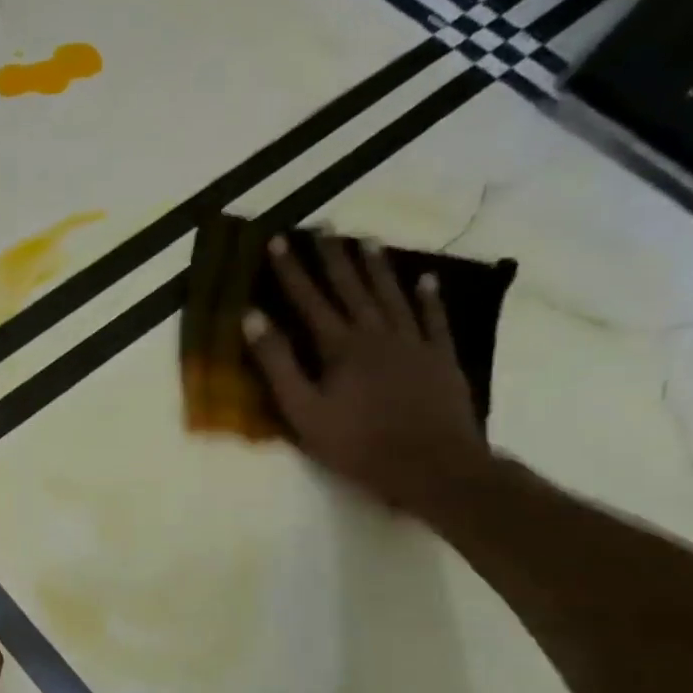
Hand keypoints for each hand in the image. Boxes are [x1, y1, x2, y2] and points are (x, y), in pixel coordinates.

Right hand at [245, 231, 494, 515]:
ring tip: (366, 241)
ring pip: (392, 295)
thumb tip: (252, 318)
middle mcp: (376, 334)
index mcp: (340, 347)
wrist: (431, 465)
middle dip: (334, 257)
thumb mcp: (302, 410)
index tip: (279, 240)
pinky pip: (433, 319)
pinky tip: (424, 279)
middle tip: (325, 228)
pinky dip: (428, 297)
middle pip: (352, 288)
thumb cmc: (356, 443)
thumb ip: (277, 363)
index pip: (309, 299)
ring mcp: (414, 343)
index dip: (292, 270)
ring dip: (377, 268)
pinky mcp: (441, 358)